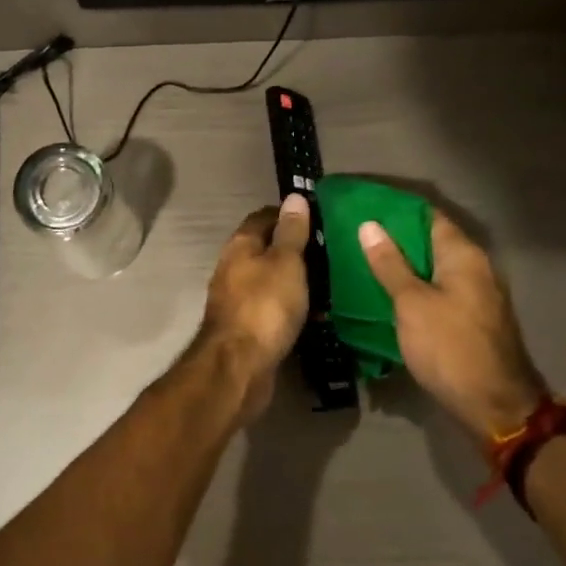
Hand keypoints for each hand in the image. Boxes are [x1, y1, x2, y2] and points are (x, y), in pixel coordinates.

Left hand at [197, 195, 311, 419]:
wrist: (239, 367)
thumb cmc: (265, 306)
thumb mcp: (286, 262)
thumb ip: (291, 232)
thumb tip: (294, 197)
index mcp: (240, 246)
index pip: (264, 217)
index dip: (289, 214)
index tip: (320, 217)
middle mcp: (233, 268)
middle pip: (266, 249)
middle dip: (295, 248)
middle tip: (331, 250)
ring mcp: (237, 300)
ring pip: (270, 280)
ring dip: (295, 279)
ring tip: (330, 280)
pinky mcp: (247, 328)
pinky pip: (273, 308)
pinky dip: (292, 306)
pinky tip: (317, 313)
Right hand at [359, 212, 544, 438]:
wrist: (494, 405)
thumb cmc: (449, 347)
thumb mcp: (412, 303)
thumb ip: (390, 264)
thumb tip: (369, 225)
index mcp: (463, 255)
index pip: (428, 216)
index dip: (396, 210)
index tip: (363, 207)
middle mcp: (475, 267)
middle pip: (431, 241)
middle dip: (395, 238)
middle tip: (354, 236)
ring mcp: (476, 294)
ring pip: (433, 268)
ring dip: (403, 265)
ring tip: (363, 262)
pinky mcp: (471, 318)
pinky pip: (438, 290)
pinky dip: (415, 287)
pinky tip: (388, 294)